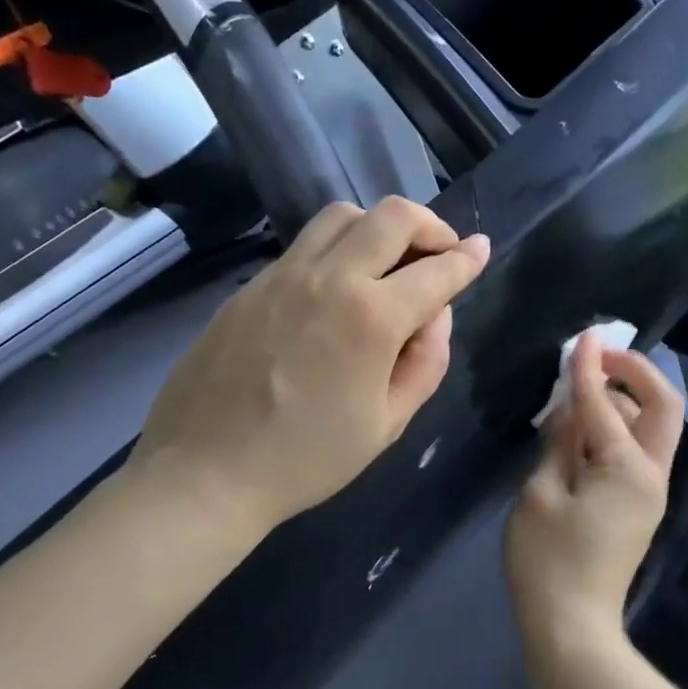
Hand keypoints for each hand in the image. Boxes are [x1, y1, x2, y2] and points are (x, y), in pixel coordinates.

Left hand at [134, 197, 489, 537]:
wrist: (205, 472)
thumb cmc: (307, 459)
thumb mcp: (386, 424)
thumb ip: (425, 363)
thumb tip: (435, 317)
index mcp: (371, 318)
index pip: (436, 271)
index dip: (467, 259)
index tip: (481, 250)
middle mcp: (329, 278)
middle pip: (391, 216)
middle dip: (430, 225)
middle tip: (441, 251)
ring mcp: (283, 275)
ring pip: (342, 215)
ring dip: (378, 226)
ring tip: (389, 261)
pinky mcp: (251, 285)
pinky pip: (305, 246)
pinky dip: (337, 250)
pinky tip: (337, 290)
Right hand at [504, 333, 685, 686]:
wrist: (572, 629)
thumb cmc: (547, 562)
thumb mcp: (539, 494)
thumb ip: (558, 444)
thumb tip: (570, 409)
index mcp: (626, 469)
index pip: (604, 403)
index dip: (589, 368)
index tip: (583, 336)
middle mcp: (651, 474)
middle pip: (661, 407)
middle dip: (635, 373)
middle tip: (598, 357)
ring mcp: (649, 492)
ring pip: (652, 427)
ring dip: (626, 399)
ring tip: (584, 387)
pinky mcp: (639, 506)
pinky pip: (637, 451)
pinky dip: (618, 428)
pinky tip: (585, 426)